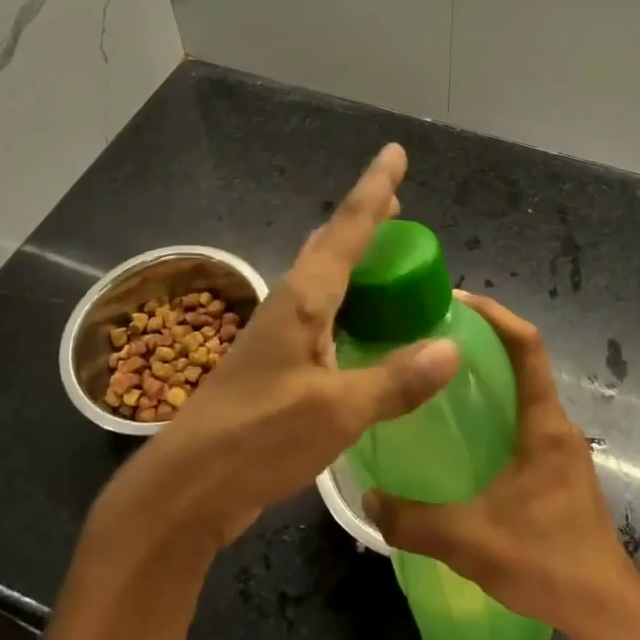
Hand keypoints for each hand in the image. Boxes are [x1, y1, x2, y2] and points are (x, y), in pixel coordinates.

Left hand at [100, 144, 459, 550]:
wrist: (187, 486)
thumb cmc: (258, 438)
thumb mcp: (336, 412)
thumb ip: (394, 380)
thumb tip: (452, 347)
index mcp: (304, 300)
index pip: (347, 230)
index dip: (375, 190)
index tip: (394, 153)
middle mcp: (291, 305)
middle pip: (332, 245)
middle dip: (364, 219)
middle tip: (397, 201)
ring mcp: (280, 335)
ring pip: (325, 279)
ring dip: (355, 260)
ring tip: (386, 252)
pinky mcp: (278, 364)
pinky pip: (324, 315)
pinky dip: (350, 303)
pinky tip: (364, 324)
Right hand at [363, 292, 639, 639]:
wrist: (606, 613)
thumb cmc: (547, 562)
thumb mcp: (471, 542)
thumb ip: (415, 522)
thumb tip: (369, 499)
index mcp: (544, 425)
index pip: (528, 348)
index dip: (497, 316)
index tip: (457, 300)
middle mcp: (556, 426)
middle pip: (524, 362)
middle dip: (484, 340)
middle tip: (432, 336)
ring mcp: (559, 449)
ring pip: (522, 393)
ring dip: (490, 375)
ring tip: (438, 376)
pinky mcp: (556, 471)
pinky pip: (523, 421)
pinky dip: (495, 409)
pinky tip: (461, 431)